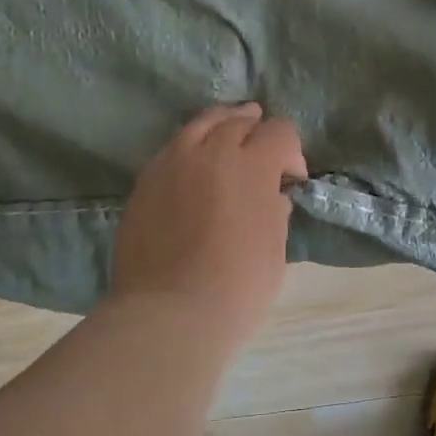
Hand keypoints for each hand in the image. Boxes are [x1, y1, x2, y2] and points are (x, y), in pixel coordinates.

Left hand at [110, 103, 307, 343]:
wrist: (170, 314)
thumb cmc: (237, 288)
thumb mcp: (274, 250)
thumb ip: (275, 212)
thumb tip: (272, 197)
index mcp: (251, 166)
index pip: (279, 131)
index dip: (292, 150)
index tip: (291, 179)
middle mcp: (209, 152)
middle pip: (237, 121)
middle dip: (256, 131)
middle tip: (261, 151)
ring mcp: (170, 164)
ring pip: (199, 125)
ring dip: (221, 126)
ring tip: (228, 134)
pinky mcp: (144, 183)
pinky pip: (172, 149)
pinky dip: (190, 148)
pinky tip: (194, 165)